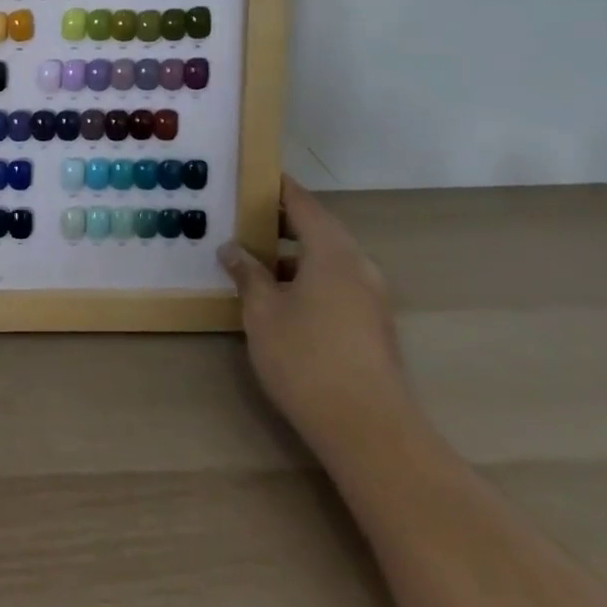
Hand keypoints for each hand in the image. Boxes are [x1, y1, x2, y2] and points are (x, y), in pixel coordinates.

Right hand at [220, 178, 408, 455]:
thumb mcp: (262, 311)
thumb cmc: (306, 358)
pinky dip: (308, 279)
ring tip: (253, 262)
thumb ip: (248, 274)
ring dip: (293, 256)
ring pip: (328, 261)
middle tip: (242, 220)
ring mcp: (371, 299)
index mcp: (333, 253)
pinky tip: (280, 299)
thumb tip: (233, 248)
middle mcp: (359, 267)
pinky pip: (336, 285)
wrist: (369, 430)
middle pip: (319, 230)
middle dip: (281, 223)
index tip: (252, 176)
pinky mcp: (373, 327)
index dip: (277, 188)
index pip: (303, 204)